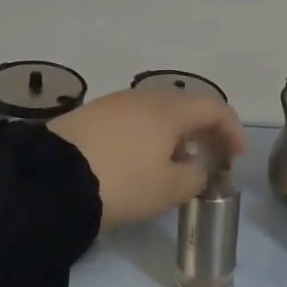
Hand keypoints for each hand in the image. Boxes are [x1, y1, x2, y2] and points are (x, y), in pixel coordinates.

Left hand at [48, 89, 246, 230]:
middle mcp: (145, 97)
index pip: (215, 108)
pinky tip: (141, 162)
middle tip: (211, 160)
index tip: (236, 158)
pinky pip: (133, 120)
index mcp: (171, 109)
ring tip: (176, 165)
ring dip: (175, 135)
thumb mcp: (169, 189)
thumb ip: (196, 177)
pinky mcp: (91, 116)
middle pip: (186, 107)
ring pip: (158, 113)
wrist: (50, 179)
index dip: (232, 131)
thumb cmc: (123, 181)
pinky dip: (149, 136)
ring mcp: (115, 103)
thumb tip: (199, 168)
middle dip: (204, 132)